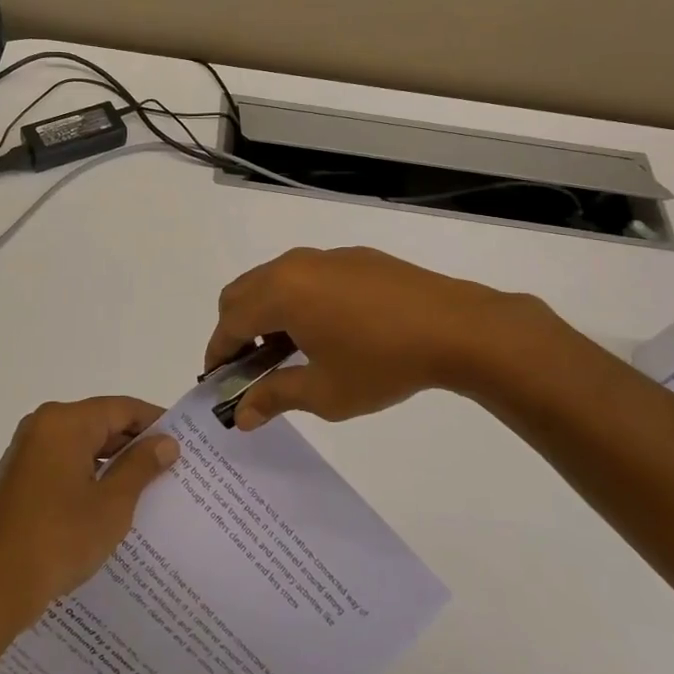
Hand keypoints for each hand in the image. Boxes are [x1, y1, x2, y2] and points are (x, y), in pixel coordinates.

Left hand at [0, 397, 179, 634]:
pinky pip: (64, 464)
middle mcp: (42, 426)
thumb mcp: (112, 504)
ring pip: (82, 445)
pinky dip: (89, 476)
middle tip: (173, 467)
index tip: (186, 441)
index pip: (121, 408)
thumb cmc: (58, 539)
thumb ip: (141, 466)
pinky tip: (111, 504)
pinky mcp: (19, 479)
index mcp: (64, 422)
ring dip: (113, 463)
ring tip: (149, 488)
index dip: (156, 422)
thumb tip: (166, 442)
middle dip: (136, 444)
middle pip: (100, 423)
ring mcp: (26, 452)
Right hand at [204, 246, 556, 428]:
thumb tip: (241, 416)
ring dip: (265, 313)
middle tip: (250, 367)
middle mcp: (293, 266)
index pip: (229, 322)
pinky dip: (295, 299)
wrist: (456, 328)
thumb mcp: (324, 392)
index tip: (218, 381)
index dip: (217, 353)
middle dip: (235, 329)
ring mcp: (324, 257)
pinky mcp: (353, 257)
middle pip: (241, 293)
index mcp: (279, 294)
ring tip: (288, 350)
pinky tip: (326, 329)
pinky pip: (305, 275)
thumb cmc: (382, 363)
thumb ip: (275, 398)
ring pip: (273, 280)